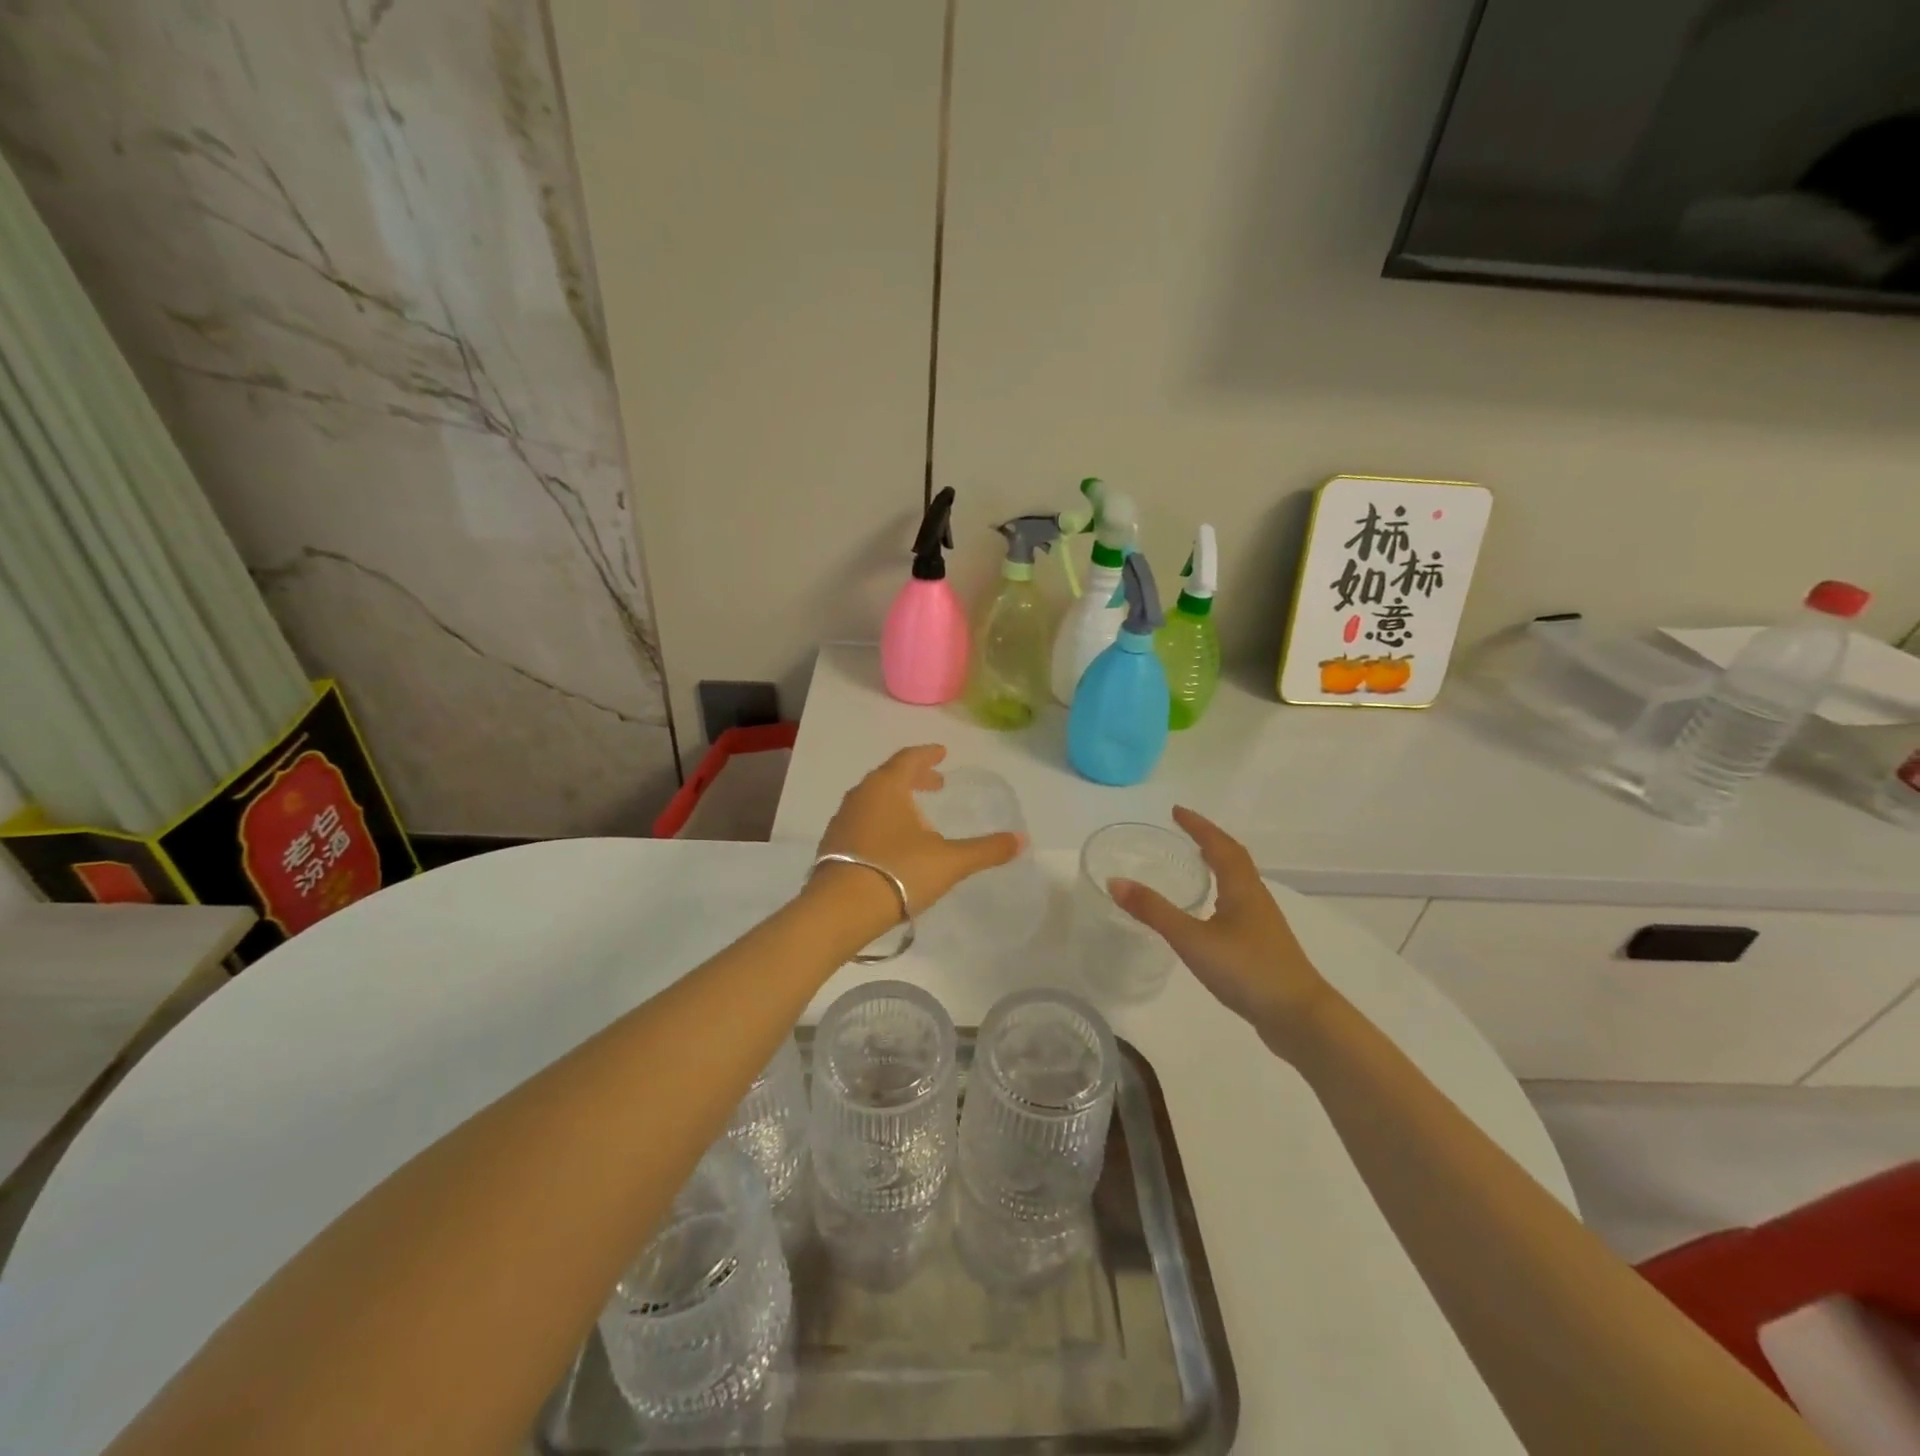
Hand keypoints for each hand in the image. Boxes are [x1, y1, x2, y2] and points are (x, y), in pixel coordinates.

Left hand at [808, 746, 1021, 937]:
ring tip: (916, 814)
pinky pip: (861, 821)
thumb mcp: (949, 861)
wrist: (840, 910)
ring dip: (896, 800)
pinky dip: (880, 820)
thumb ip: (986, 850)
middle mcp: (860, 796)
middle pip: (889, 776)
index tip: (942, 753)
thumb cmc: (898, 872)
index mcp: (887, 787)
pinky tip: (891, 843)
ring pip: (873, 799)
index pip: (909, 759)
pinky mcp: (832, 845)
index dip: (928, 754)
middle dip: (914, 777)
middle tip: (935, 783)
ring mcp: (842, 820)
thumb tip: (1022, 840)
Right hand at [1110, 806, 1330, 1055]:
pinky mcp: (1262, 946)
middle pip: (1234, 858)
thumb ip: (1154, 911)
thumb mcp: (1192, 939)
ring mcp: (1262, 923)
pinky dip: (1221, 893)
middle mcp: (1255, 898)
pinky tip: (1209, 912)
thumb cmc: (1246, 969)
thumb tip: (1115, 881)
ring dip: (1218, 865)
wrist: (1299, 1017)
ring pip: (1238, 882)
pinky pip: (1238, 904)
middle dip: (1209, 840)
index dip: (1198, 825)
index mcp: (1242, 888)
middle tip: (1184, 831)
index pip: (1219, 845)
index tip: (1176, 811)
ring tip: (1195, 863)